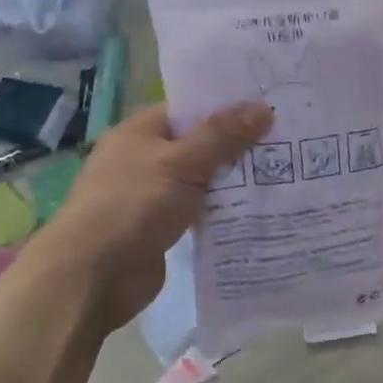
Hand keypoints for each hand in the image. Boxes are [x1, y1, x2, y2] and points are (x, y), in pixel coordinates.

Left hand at [46, 101, 272, 330]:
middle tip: (289, 140)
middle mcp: (145, 159)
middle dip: (239, 145)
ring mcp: (154, 195)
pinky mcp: (163, 227)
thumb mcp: (181, 163)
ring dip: (235, 179)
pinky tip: (260, 208)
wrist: (93, 276)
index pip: (190, 108)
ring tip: (286, 172)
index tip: (271, 106)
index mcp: (140, 132)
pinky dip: (225, 209)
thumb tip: (263, 107)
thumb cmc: (132, 206)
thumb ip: (222, 136)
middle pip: (200, 144)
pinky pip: (201, 210)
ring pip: (203, 179)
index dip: (228, 106)